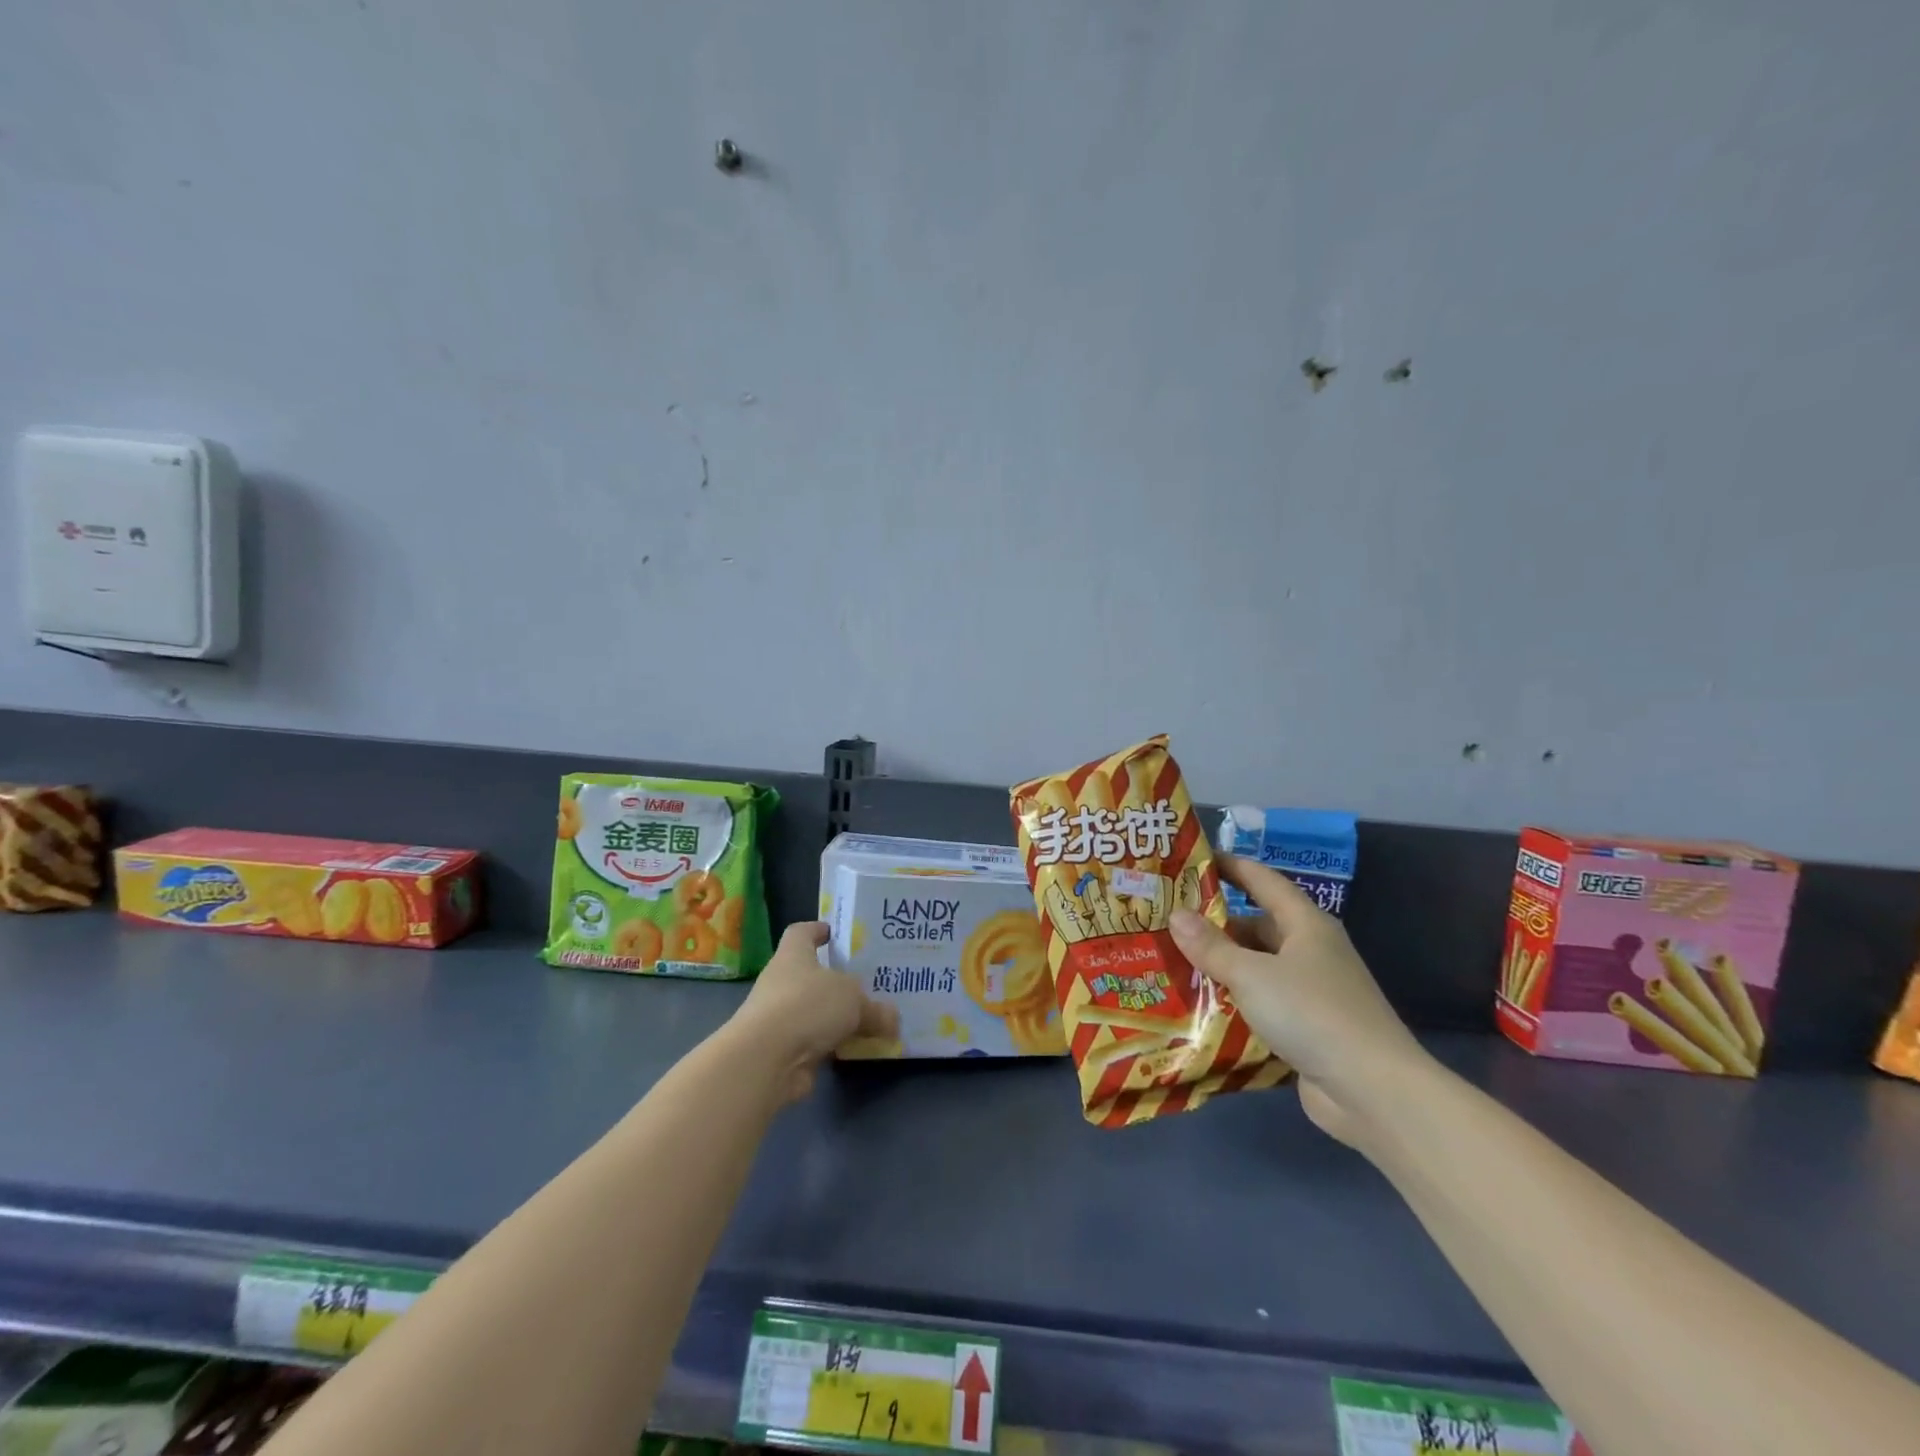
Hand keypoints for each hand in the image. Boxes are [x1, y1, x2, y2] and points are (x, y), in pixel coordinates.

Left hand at [729, 922, 898, 1103]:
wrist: (765, 1060)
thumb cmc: (807, 1006)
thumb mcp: (853, 999)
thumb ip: (875, 1009)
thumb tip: (893, 1019)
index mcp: (793, 955)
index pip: (801, 932)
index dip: (817, 930)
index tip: (835, 934)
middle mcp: (781, 982)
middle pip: (809, 974)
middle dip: (835, 979)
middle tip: (867, 982)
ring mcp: (778, 1018)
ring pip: (812, 1010)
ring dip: (834, 1016)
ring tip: (868, 1018)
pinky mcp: (781, 1050)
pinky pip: (814, 1041)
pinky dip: (832, 1045)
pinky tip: (856, 1049)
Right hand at [1169, 856, 1426, 1142]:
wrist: (1373, 1091)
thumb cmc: (1312, 1013)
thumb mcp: (1252, 974)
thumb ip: (1211, 946)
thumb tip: (1175, 914)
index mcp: (1306, 925)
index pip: (1264, 881)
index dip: (1232, 867)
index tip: (1196, 858)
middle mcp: (1311, 952)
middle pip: (1258, 927)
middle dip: (1215, 925)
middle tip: (1168, 921)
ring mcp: (1312, 992)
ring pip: (1257, 968)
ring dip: (1222, 967)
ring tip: (1172, 962)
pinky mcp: (1308, 1029)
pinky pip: (1262, 1005)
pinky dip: (1235, 1003)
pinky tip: (1199, 1007)